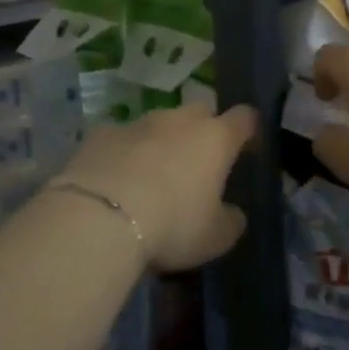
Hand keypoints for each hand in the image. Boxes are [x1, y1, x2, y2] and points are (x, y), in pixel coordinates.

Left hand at [51, 102, 257, 271]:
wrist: (98, 218)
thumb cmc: (171, 225)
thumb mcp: (215, 237)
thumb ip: (231, 220)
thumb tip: (233, 213)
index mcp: (216, 138)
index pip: (245, 118)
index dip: (250, 131)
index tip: (248, 150)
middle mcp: (179, 120)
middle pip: (201, 112)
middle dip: (204, 131)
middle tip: (199, 163)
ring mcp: (138, 123)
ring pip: (159, 123)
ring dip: (162, 142)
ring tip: (153, 176)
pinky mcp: (101, 134)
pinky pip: (121, 138)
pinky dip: (125, 153)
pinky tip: (116, 180)